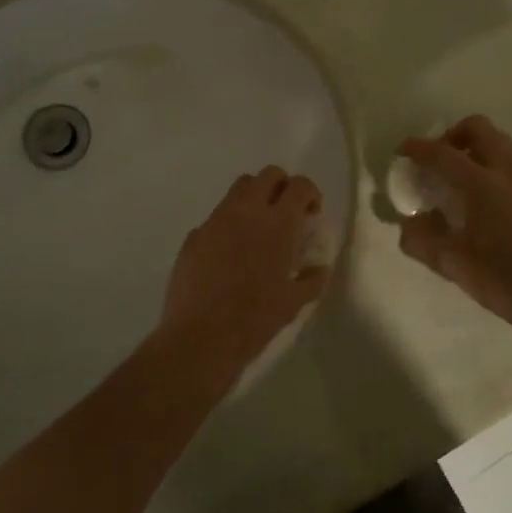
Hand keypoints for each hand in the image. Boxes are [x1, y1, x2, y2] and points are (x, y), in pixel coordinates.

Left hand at [156, 167, 329, 384]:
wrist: (201, 337)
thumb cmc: (255, 320)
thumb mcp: (294, 303)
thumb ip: (311, 279)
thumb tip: (317, 267)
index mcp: (278, 224)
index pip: (300, 186)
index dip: (310, 194)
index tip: (311, 213)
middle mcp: (246, 212)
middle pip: (268, 175)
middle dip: (282, 187)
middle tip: (286, 214)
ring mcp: (216, 220)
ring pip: (239, 189)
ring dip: (254, 199)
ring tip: (259, 230)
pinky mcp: (194, 235)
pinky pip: (216, 217)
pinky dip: (229, 225)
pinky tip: (230, 254)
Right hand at [397, 116, 511, 351]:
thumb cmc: (500, 280)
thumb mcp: (451, 264)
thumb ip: (421, 240)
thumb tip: (409, 225)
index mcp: (482, 185)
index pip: (443, 153)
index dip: (418, 148)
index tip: (403, 151)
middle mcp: (510, 172)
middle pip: (479, 129)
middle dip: (453, 136)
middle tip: (438, 162)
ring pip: (501, 145)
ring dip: (476, 152)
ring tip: (462, 183)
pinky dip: (495, 170)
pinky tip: (488, 205)